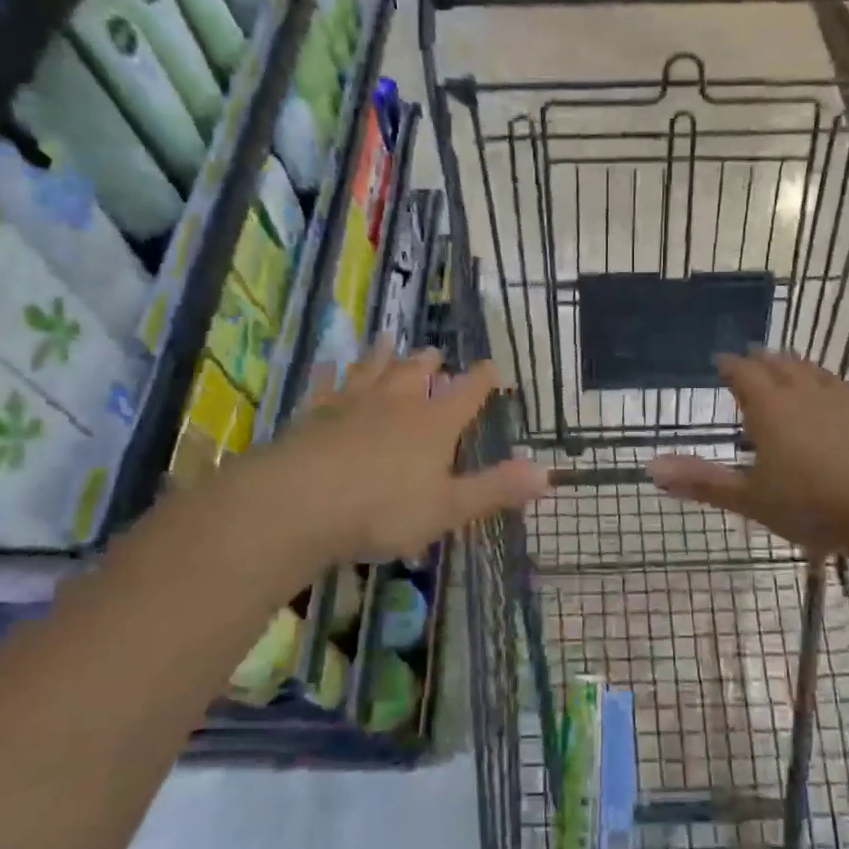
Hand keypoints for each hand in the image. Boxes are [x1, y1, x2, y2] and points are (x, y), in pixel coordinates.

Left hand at [210, 343, 549, 588]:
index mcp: (434, 423)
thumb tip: (548, 473)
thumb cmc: (383, 509)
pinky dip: (330, 372)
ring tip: (387, 339)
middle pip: (417, 372)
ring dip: (382, 355)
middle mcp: (397, 403)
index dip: (483, 379)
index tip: (492, 366)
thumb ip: (496, 489)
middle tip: (434, 352)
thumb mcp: (449, 508)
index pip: (467, 392)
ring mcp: (352, 404)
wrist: (299, 503)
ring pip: (372, 369)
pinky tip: (328, 363)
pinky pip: (326, 385)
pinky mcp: (314, 414)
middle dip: (429, 362)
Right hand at [648, 349, 848, 558]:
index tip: (718, 361)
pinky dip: (822, 379)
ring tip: (783, 364)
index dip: (728, 365)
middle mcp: (801, 391)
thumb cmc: (813, 504)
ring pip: (808, 369)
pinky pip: (837, 383)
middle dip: (759, 360)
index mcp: (768, 406)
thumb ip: (702, 481)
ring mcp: (838, 397)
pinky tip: (828, 391)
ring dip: (791, 364)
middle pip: (776, 363)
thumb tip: (650, 467)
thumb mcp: (751, 499)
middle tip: (748, 358)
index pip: (742, 372)